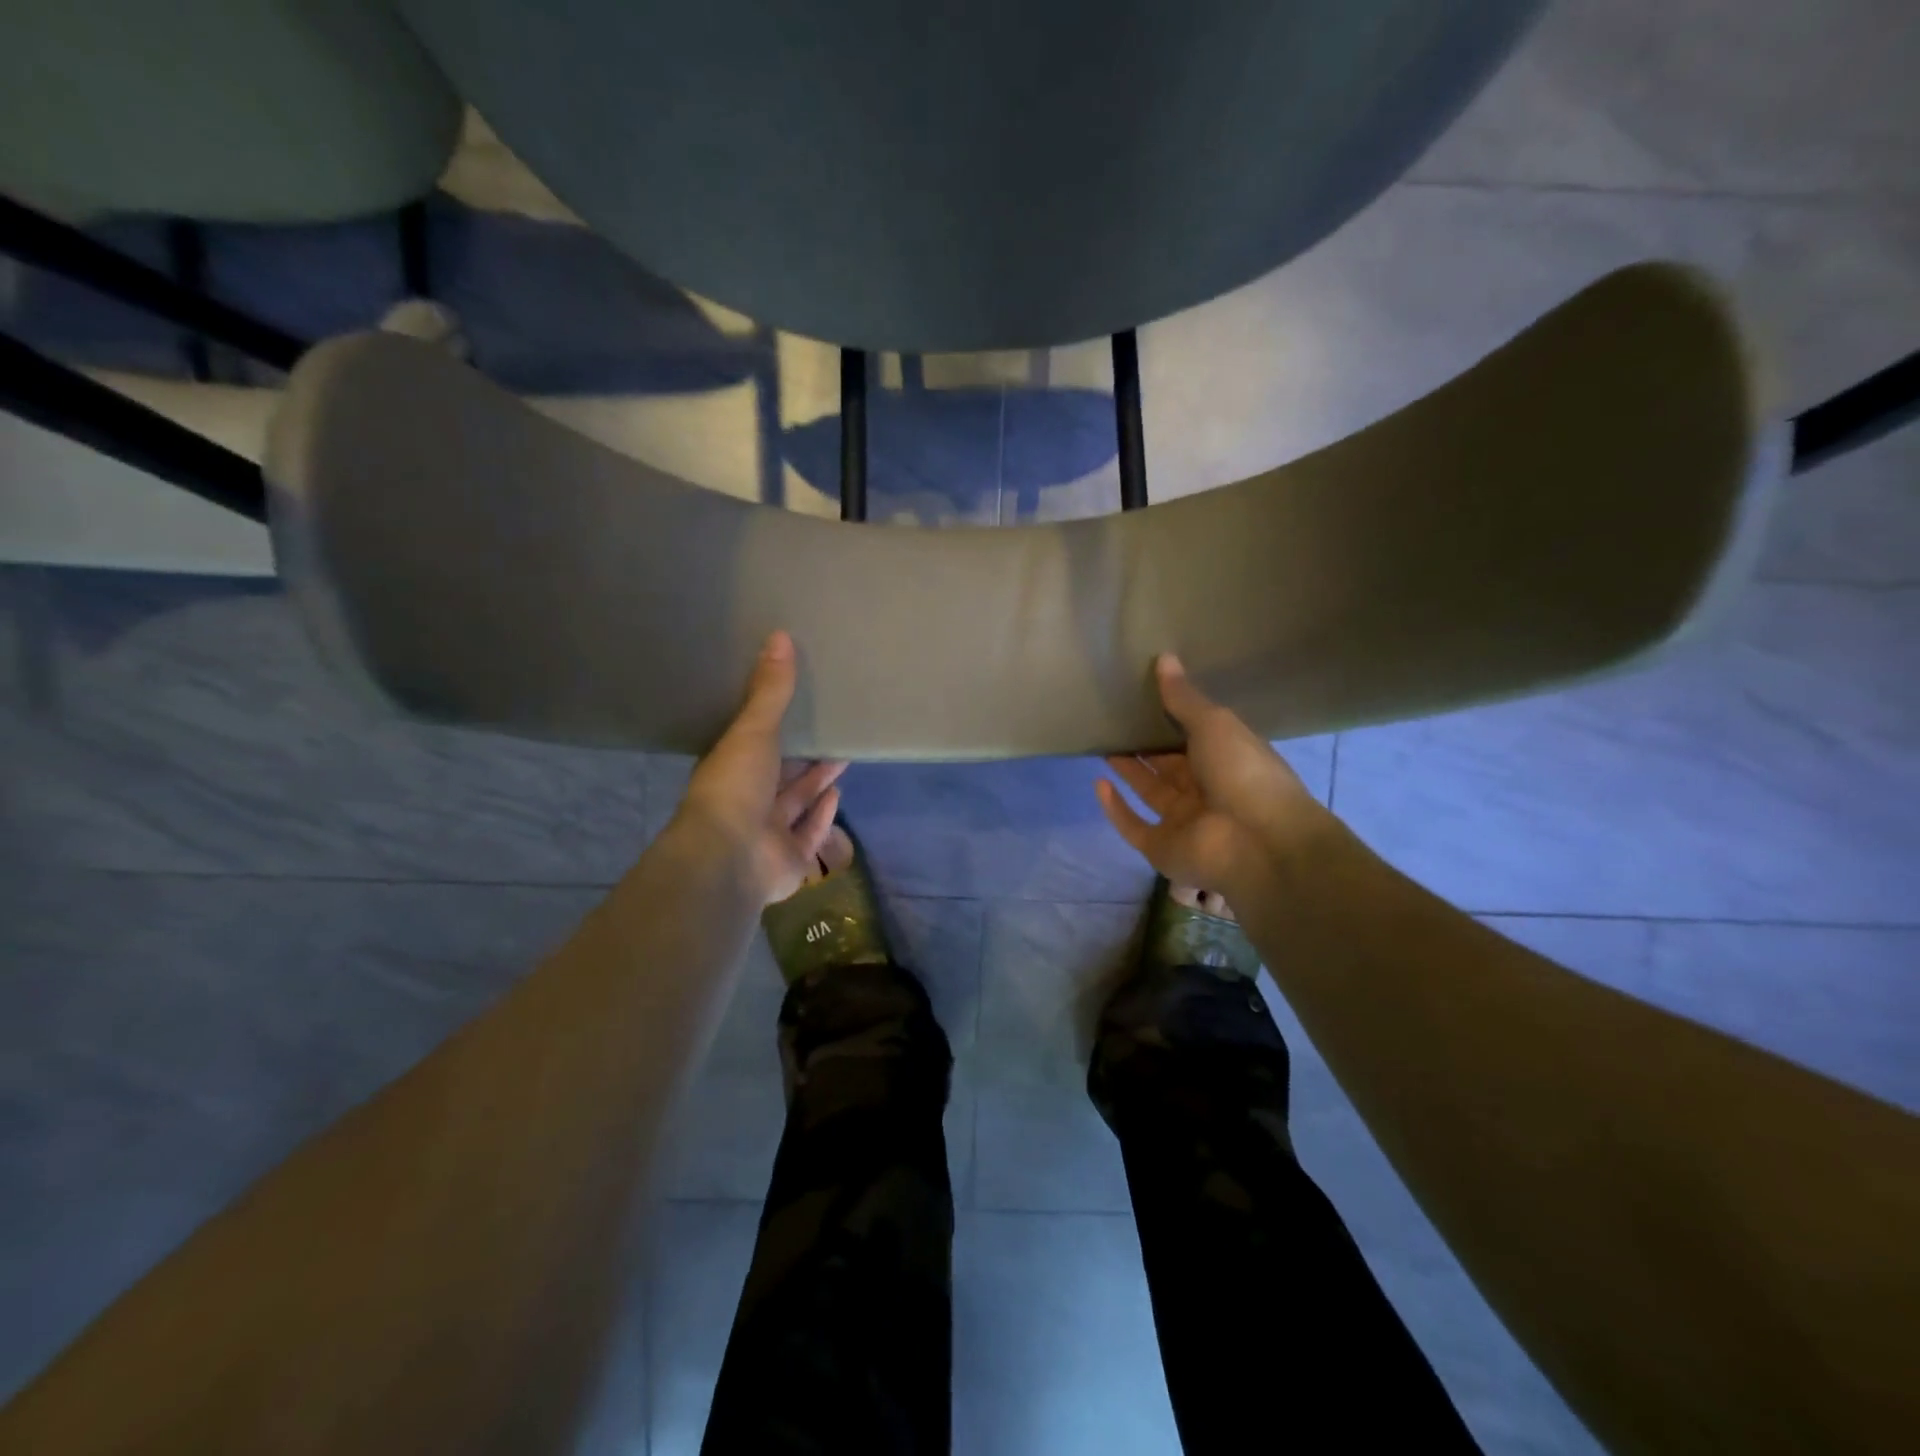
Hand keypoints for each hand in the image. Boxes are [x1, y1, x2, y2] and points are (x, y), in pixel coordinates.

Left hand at [674, 631, 846, 905]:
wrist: (729, 857)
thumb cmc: (735, 787)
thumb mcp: (753, 730)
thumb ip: (770, 690)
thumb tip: (780, 635)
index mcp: (731, 771)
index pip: (755, 746)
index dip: (776, 728)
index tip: (797, 707)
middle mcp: (748, 802)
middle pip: (781, 775)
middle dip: (804, 756)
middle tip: (831, 730)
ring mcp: (768, 834)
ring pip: (797, 803)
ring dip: (817, 783)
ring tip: (842, 756)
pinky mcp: (790, 860)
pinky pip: (809, 833)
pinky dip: (823, 815)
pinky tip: (839, 794)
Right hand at [1097, 654, 1336, 898]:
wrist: (1258, 842)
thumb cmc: (1243, 773)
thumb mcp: (1215, 724)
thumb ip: (1184, 698)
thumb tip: (1164, 657)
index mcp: (1226, 759)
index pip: (1193, 736)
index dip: (1170, 719)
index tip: (1142, 697)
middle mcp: (1205, 790)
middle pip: (1169, 764)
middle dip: (1145, 744)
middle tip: (1114, 719)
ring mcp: (1182, 821)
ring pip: (1149, 791)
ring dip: (1129, 770)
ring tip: (1103, 743)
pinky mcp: (1161, 847)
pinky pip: (1133, 825)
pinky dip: (1115, 808)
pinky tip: (1098, 783)